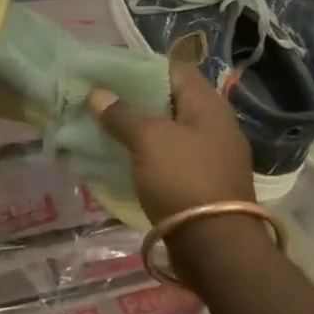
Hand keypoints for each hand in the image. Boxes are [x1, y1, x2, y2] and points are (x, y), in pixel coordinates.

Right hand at [90, 60, 256, 218]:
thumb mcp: (148, 139)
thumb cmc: (184, 180)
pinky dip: (146, 153)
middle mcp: (214, 126)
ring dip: (138, 128)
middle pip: (169, 100)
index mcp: (208, 106)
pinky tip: (121, 156)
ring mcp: (210, 156)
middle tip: (100, 98)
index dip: (141, 66)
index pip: (174, 69)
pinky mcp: (202, 183)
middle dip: (135, 99)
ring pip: (167, 131)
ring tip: (104, 125)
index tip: (109, 70)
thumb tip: (97, 93)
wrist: (215, 247)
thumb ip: (122, 114)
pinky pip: (169, 157)